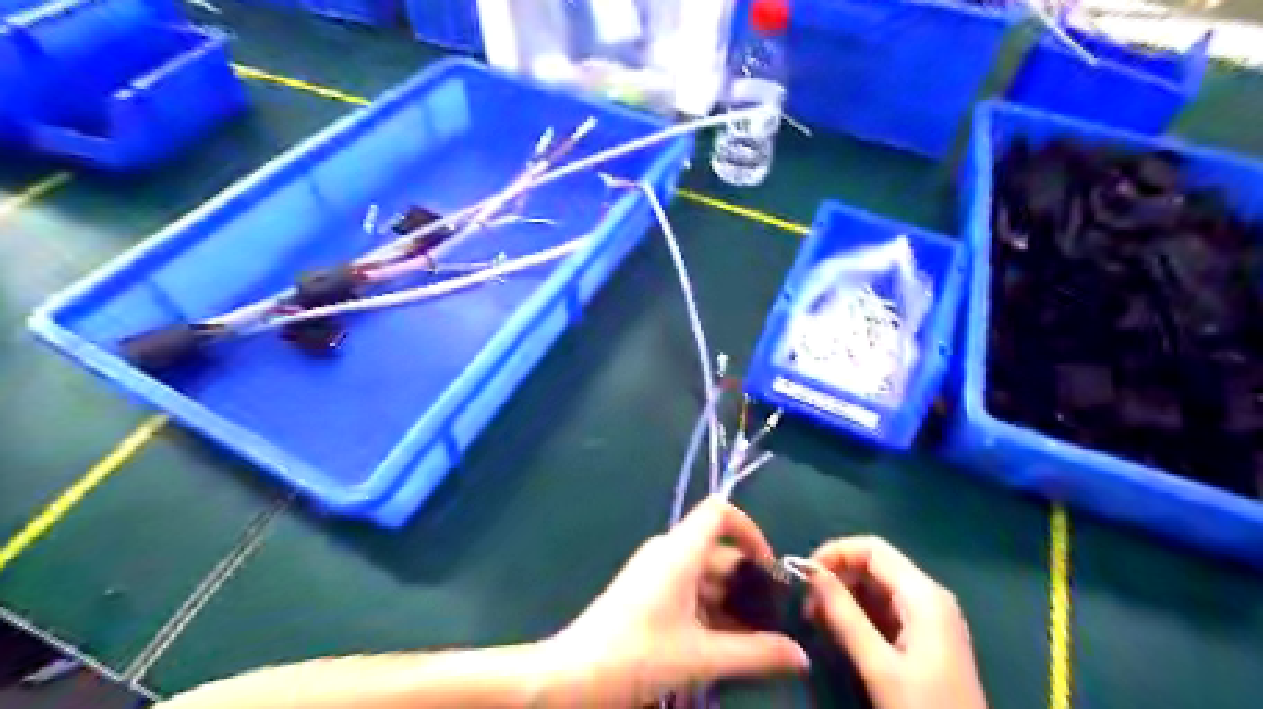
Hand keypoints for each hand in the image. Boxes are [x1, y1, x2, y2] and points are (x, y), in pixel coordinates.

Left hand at [550, 494, 809, 704]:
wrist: (572, 677)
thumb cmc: (638, 655)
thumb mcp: (701, 657)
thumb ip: (755, 654)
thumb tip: (800, 655)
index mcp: (679, 551)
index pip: (719, 511)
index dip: (750, 529)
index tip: (770, 569)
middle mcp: (667, 552)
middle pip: (717, 549)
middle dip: (747, 581)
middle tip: (774, 619)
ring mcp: (654, 571)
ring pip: (703, 573)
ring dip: (729, 601)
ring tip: (755, 640)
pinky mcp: (645, 591)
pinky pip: (687, 588)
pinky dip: (709, 610)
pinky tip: (724, 646)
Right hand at [803, 537, 991, 707]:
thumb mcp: (879, 665)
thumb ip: (844, 615)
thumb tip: (810, 572)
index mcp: (924, 595)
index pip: (872, 548)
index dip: (834, 552)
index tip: (803, 575)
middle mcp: (929, 597)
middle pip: (875, 564)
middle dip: (837, 576)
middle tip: (807, 605)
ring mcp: (930, 618)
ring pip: (877, 587)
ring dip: (844, 596)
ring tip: (817, 620)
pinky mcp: (926, 638)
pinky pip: (885, 609)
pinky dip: (858, 613)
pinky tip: (839, 632)